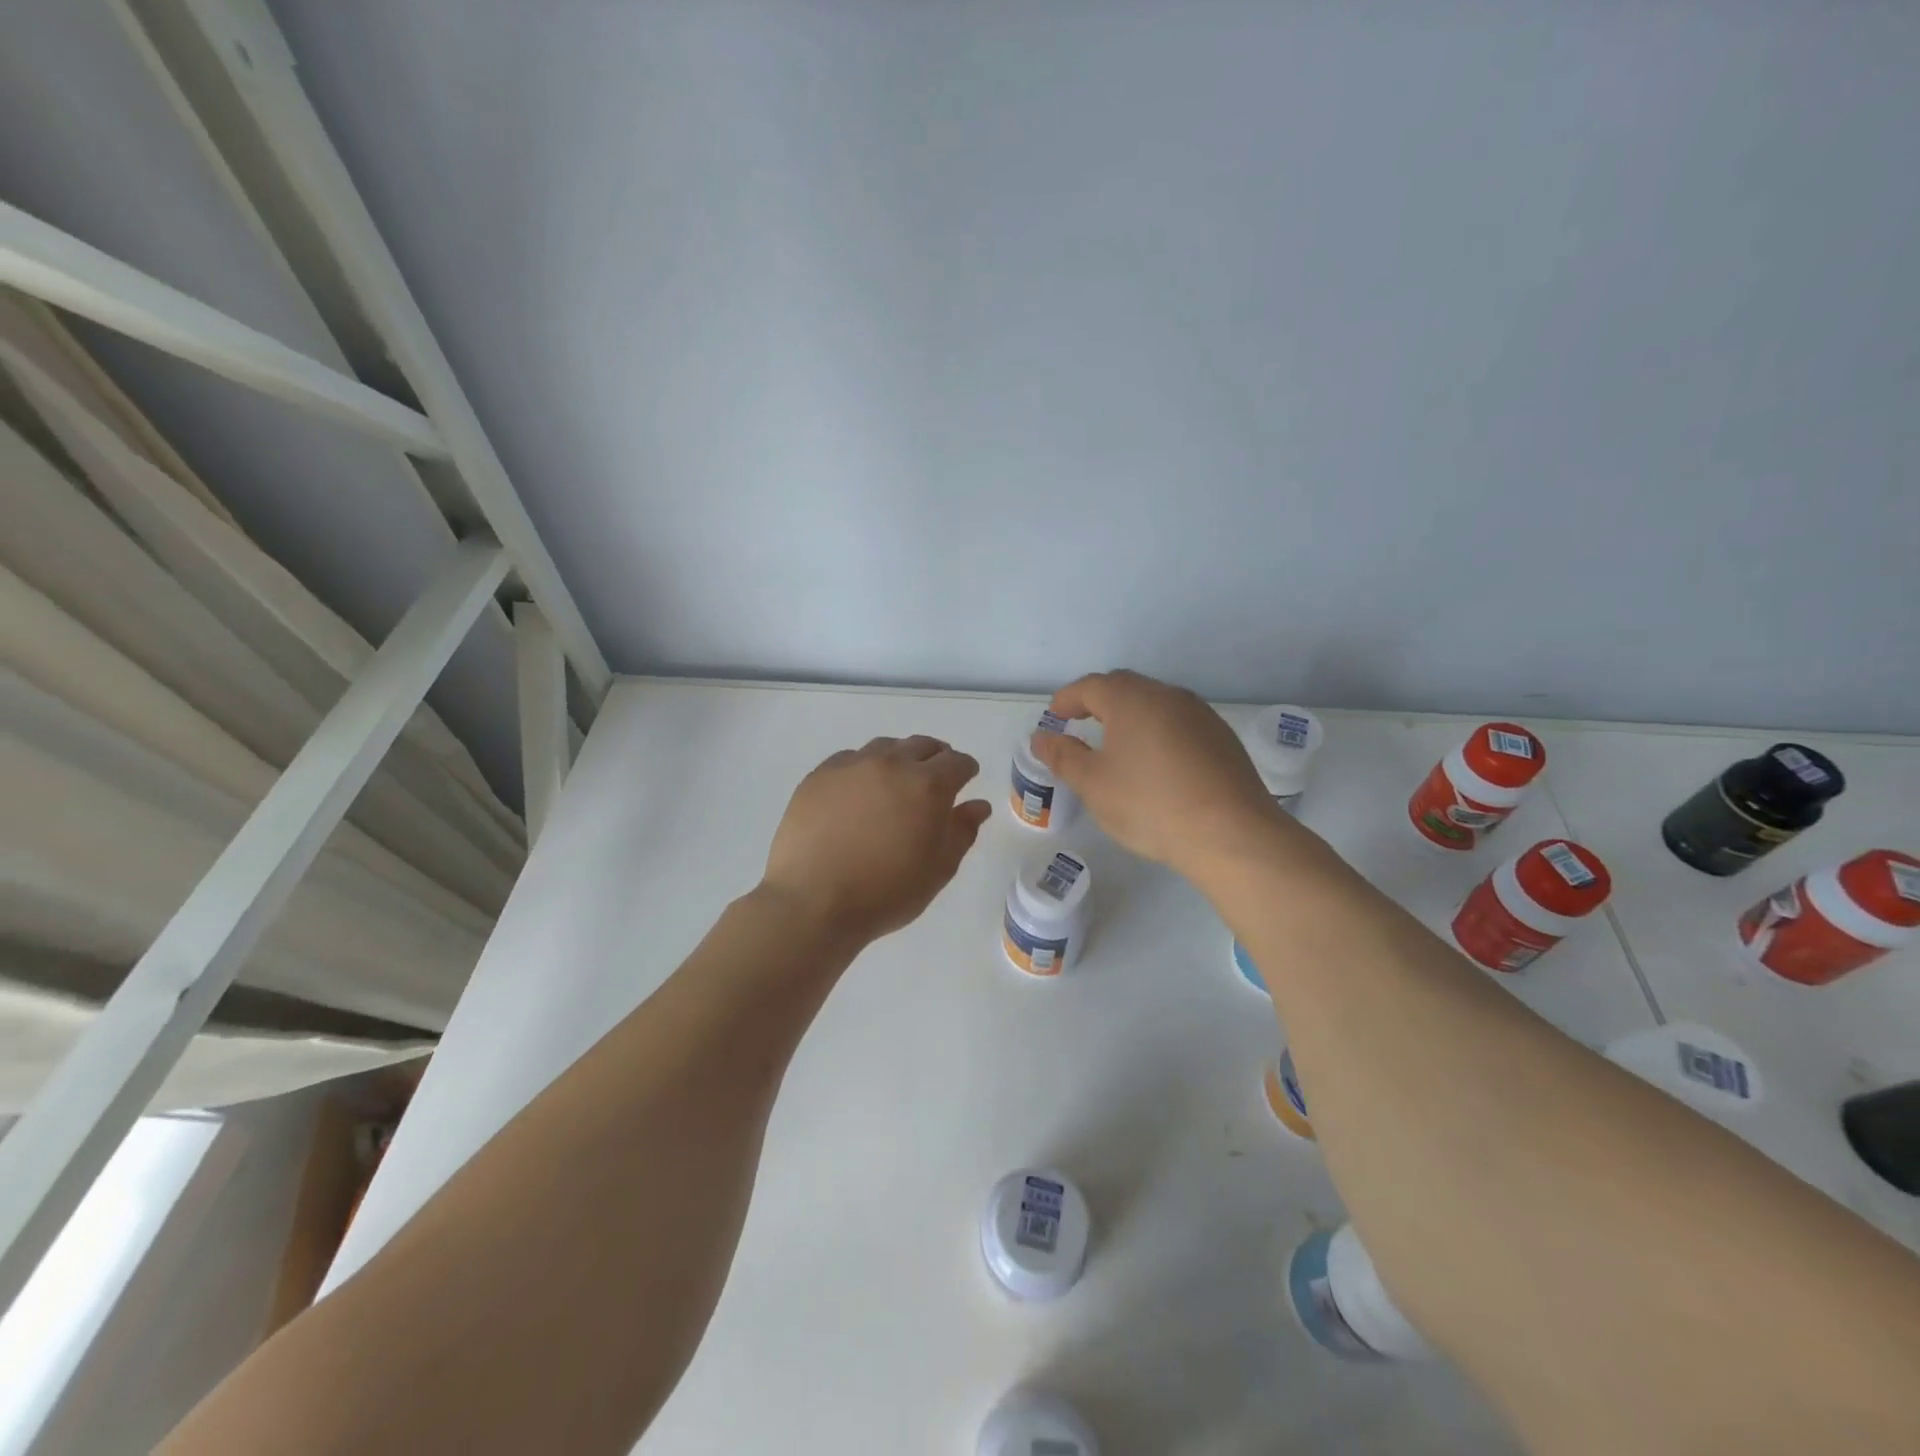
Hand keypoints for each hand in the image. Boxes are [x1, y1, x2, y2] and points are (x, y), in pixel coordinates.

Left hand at [761, 736, 991, 945]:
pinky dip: (864, 767)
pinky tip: (859, 789)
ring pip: (885, 747)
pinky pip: (850, 759)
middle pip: (922, 746)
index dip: (966, 770)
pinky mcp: (819, 776)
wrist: (814, 902)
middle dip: (935, 757)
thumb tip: (977, 805)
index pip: (957, 762)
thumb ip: (962, 831)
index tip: (966, 779)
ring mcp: (851, 766)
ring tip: (897, 780)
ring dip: (899, 757)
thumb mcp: (938, 869)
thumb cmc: (886, 892)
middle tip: (935, 777)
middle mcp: (891, 764)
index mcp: (928, 785)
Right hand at [1030, 670, 1279, 873]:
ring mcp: (1200, 715)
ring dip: (1130, 715)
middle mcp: (1167, 695)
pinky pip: (1178, 723)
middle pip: (1125, 688)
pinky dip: (1157, 732)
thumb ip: (1063, 756)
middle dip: (1098, 701)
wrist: (1231, 833)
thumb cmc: (1149, 804)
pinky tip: (1156, 762)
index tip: (1053, 715)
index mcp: (1131, 699)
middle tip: (1079, 722)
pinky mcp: (1222, 738)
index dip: (1067, 699)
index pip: (1090, 686)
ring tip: (1116, 742)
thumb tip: (1041, 737)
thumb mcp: (1093, 784)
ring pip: (1155, 704)